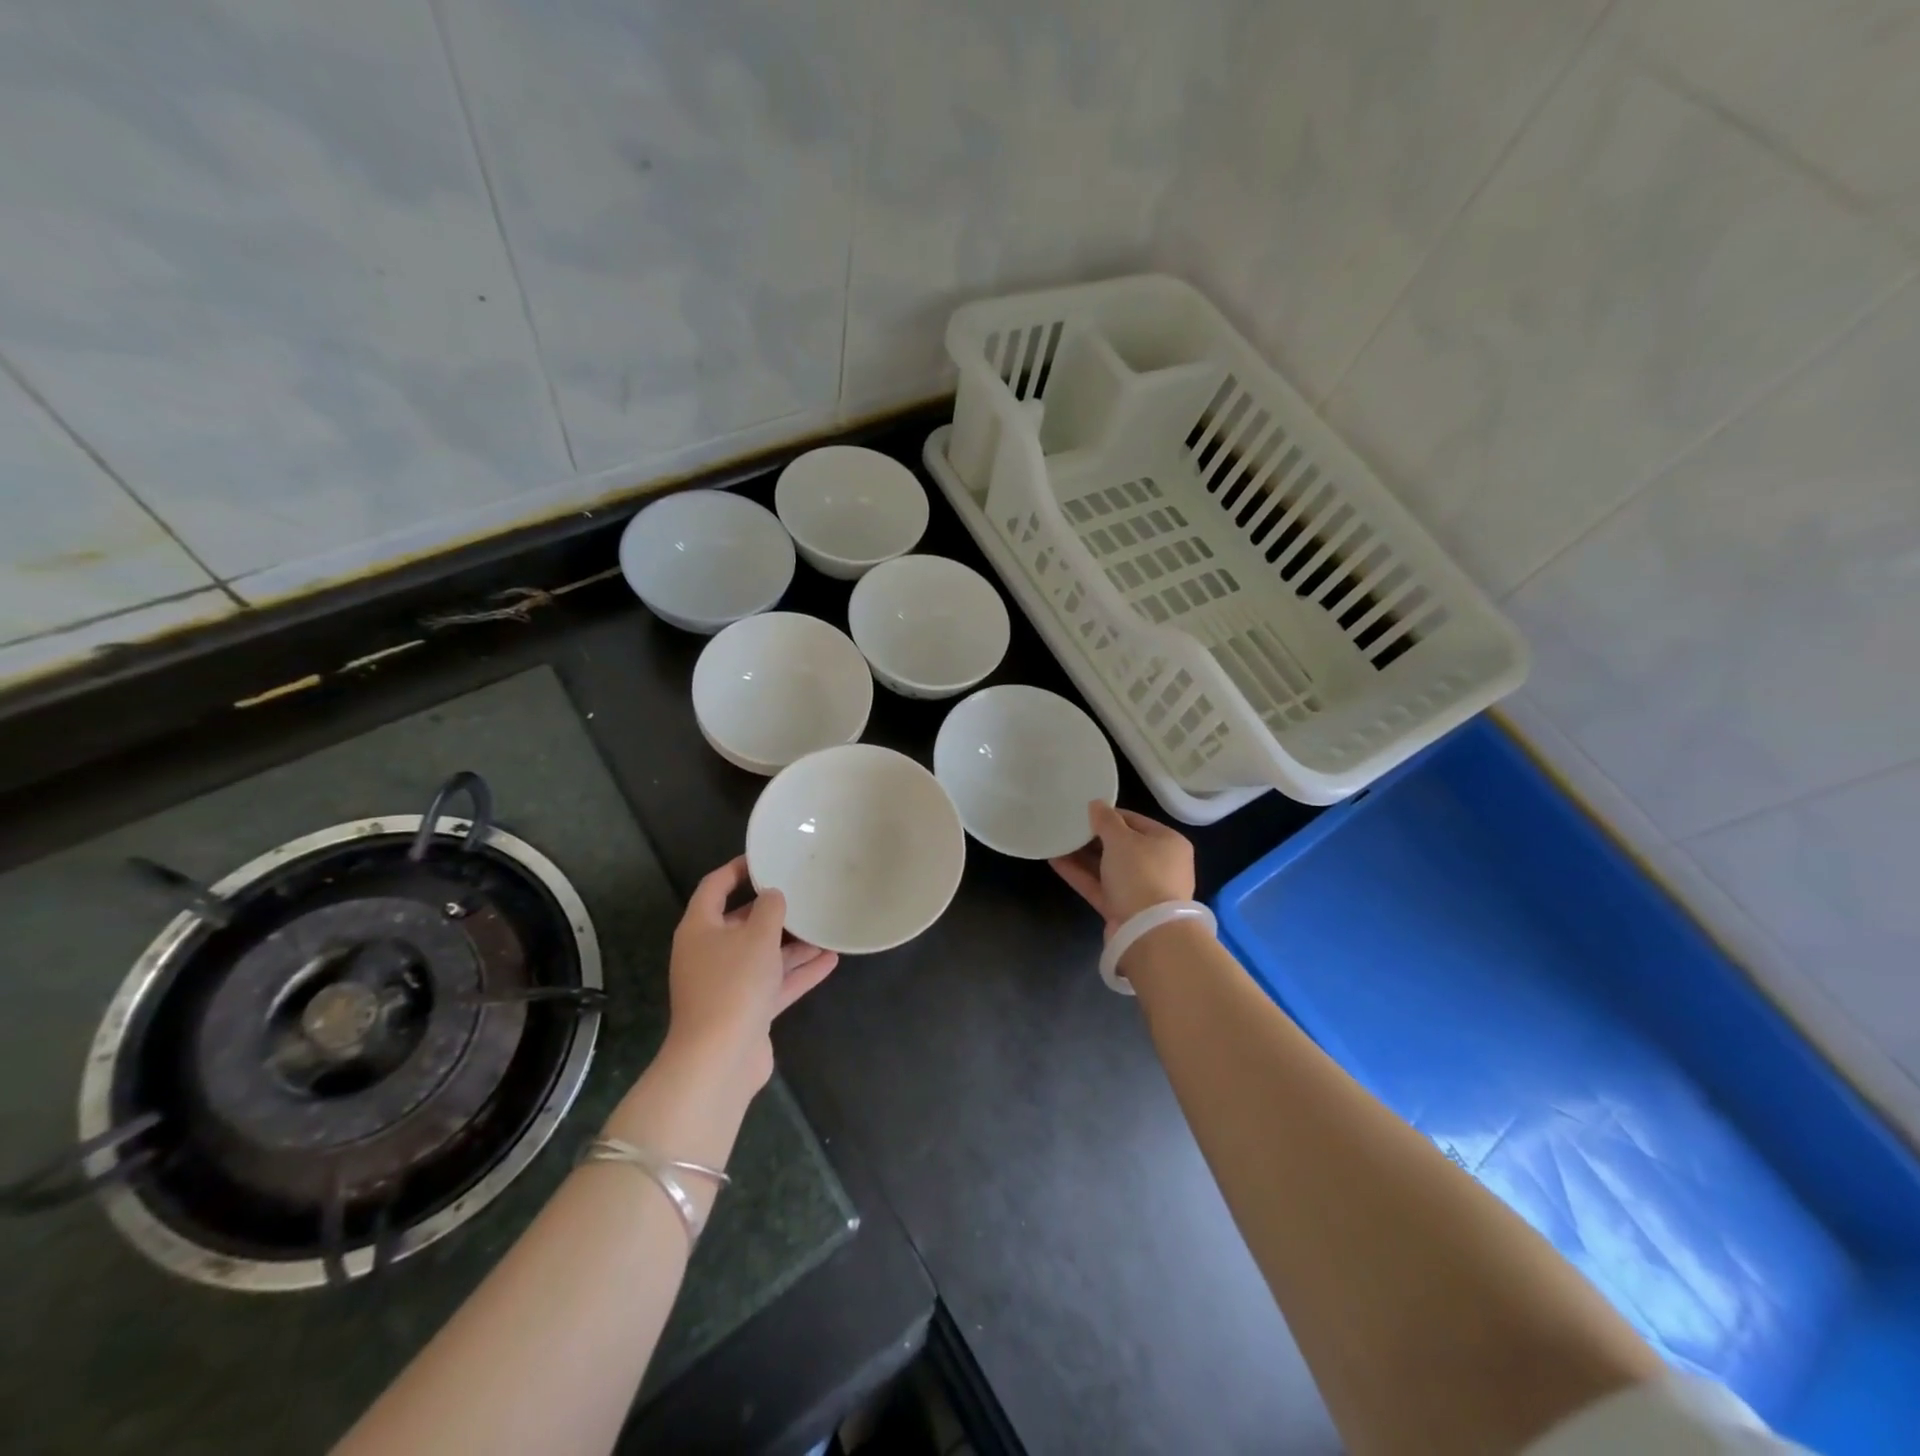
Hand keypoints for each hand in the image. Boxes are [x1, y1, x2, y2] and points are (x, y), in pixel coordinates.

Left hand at [666, 856, 837, 1091]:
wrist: (719, 1060)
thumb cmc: (733, 984)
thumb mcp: (757, 936)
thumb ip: (770, 909)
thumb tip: (772, 896)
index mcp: (700, 929)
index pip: (715, 887)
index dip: (738, 869)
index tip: (767, 858)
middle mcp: (709, 953)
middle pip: (741, 923)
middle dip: (773, 911)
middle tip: (803, 893)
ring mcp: (727, 985)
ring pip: (762, 955)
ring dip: (792, 944)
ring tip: (824, 928)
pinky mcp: (745, 1011)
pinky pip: (774, 983)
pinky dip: (798, 972)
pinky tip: (830, 960)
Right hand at [1049, 801, 1196, 938]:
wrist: (1148, 932)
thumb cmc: (1140, 874)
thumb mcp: (1122, 839)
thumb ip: (1106, 820)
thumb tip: (1096, 804)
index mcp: (1168, 842)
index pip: (1134, 821)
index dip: (1108, 815)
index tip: (1082, 811)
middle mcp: (1158, 865)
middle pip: (1121, 845)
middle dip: (1093, 837)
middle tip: (1067, 826)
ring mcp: (1140, 889)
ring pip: (1107, 867)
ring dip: (1082, 856)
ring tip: (1056, 841)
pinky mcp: (1123, 909)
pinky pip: (1099, 886)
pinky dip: (1080, 874)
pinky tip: (1054, 861)